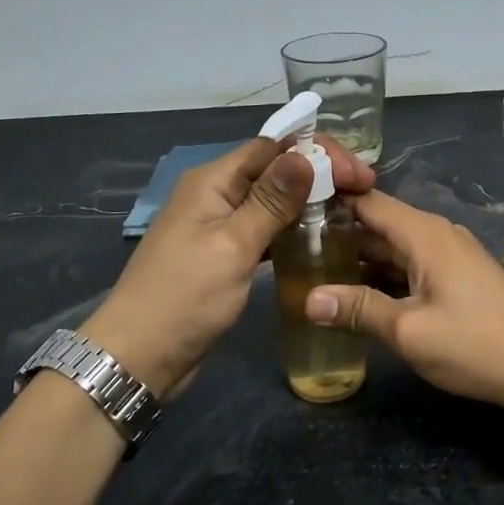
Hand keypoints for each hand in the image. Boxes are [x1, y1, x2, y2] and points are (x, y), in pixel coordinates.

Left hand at [85, 136, 375, 396]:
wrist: (139, 356)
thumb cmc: (185, 298)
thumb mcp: (233, 246)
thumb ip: (270, 201)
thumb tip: (305, 154)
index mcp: (212, 181)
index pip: (272, 147)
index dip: (316, 152)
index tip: (358, 174)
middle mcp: (215, 195)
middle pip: (273, 170)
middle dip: (318, 174)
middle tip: (364, 192)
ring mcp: (218, 226)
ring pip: (271, 201)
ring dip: (308, 201)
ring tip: (351, 210)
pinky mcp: (224, 255)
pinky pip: (263, 229)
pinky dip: (290, 229)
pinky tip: (319, 238)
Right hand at [302, 190, 503, 423]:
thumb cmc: (475, 344)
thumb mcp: (409, 331)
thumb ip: (358, 310)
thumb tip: (308, 300)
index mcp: (423, 234)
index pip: (366, 201)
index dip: (329, 199)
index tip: (290, 205)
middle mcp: (435, 235)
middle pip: (377, 224)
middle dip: (337, 235)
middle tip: (291, 248)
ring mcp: (449, 257)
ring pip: (393, 249)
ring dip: (358, 260)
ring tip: (313, 271)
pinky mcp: (457, 279)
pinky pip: (410, 267)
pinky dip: (382, 276)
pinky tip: (355, 295)